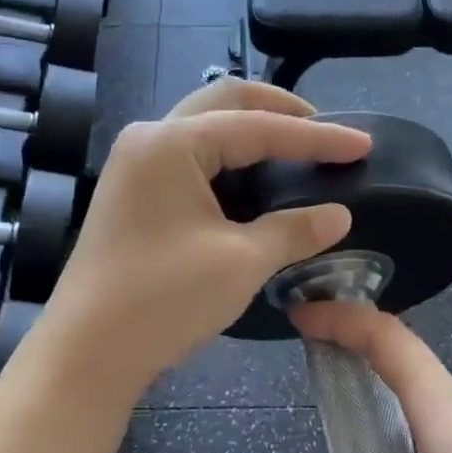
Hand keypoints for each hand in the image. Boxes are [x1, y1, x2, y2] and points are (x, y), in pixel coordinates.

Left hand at [41, 81, 372, 398]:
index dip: (317, 136)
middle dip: (280, 111)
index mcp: (172, 143)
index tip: (363, 144)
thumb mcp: (241, 262)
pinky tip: (252, 178)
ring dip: (251, 129)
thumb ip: (294, 230)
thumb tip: (339, 215)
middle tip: (325, 131)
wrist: (88, 350)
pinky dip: (227, 157)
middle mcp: (148, 139)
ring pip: (204, 125)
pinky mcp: (132, 191)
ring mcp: (134, 164)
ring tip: (296, 149)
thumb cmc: (163, 300)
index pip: (259, 127)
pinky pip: (188, 155)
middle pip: (224, 102)